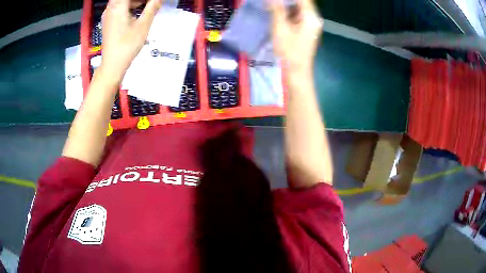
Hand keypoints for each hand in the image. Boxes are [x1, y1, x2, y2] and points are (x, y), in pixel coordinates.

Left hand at [100, 0, 162, 82]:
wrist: (112, 65)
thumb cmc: (127, 45)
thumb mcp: (143, 25)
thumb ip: (152, 7)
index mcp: (118, 6)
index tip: (151, 2)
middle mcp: (110, 8)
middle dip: (139, 0)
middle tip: (151, 3)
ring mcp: (108, 15)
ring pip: (122, 1)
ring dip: (135, 1)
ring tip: (148, 5)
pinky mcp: (108, 22)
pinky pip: (119, 7)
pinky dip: (129, 6)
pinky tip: (138, 12)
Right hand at [269, 0, 322, 74]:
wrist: (296, 73)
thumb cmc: (289, 51)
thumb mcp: (280, 28)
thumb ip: (277, 10)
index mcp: (311, 17)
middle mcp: (314, 19)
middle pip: (302, 3)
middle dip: (287, 1)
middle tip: (272, 2)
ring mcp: (311, 25)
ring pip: (299, 9)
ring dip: (286, 5)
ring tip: (272, 6)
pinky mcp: (307, 30)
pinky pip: (298, 16)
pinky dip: (288, 13)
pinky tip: (277, 13)